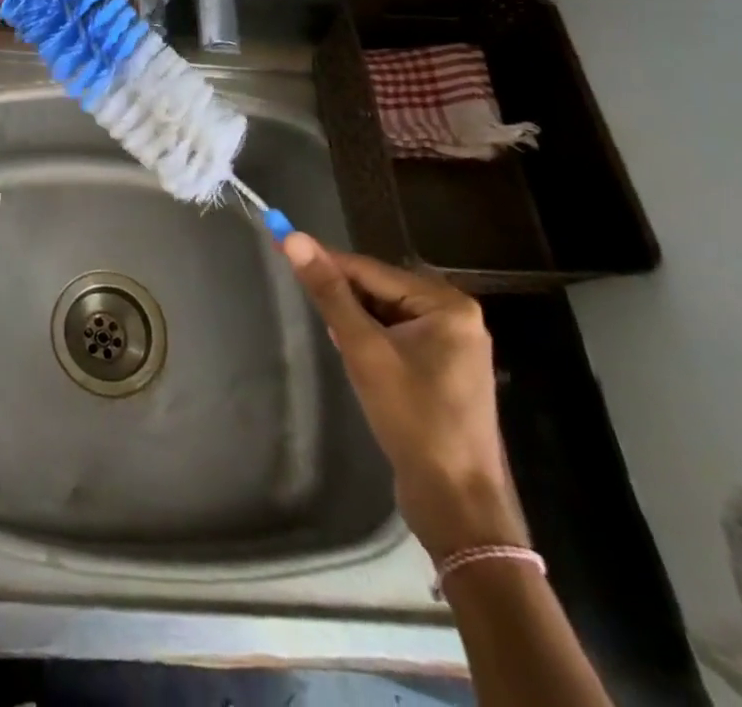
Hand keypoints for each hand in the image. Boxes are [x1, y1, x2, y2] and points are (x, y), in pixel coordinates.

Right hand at [280, 233, 527, 561]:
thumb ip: (329, 292)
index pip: (371, 269)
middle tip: (315, 312)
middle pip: (381, 289)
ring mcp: (454, 345)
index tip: (283, 248)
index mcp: (447, 304)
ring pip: (386, 313)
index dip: (326, 262)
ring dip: (357, 321)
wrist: (457, 503)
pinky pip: (398, 336)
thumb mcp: (363, 349)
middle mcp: (456, 316)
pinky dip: (373, 340)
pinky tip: (357, 358)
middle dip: (345, 299)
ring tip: (338, 343)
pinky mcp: (445, 370)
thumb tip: (293, 238)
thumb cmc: (413, 418)